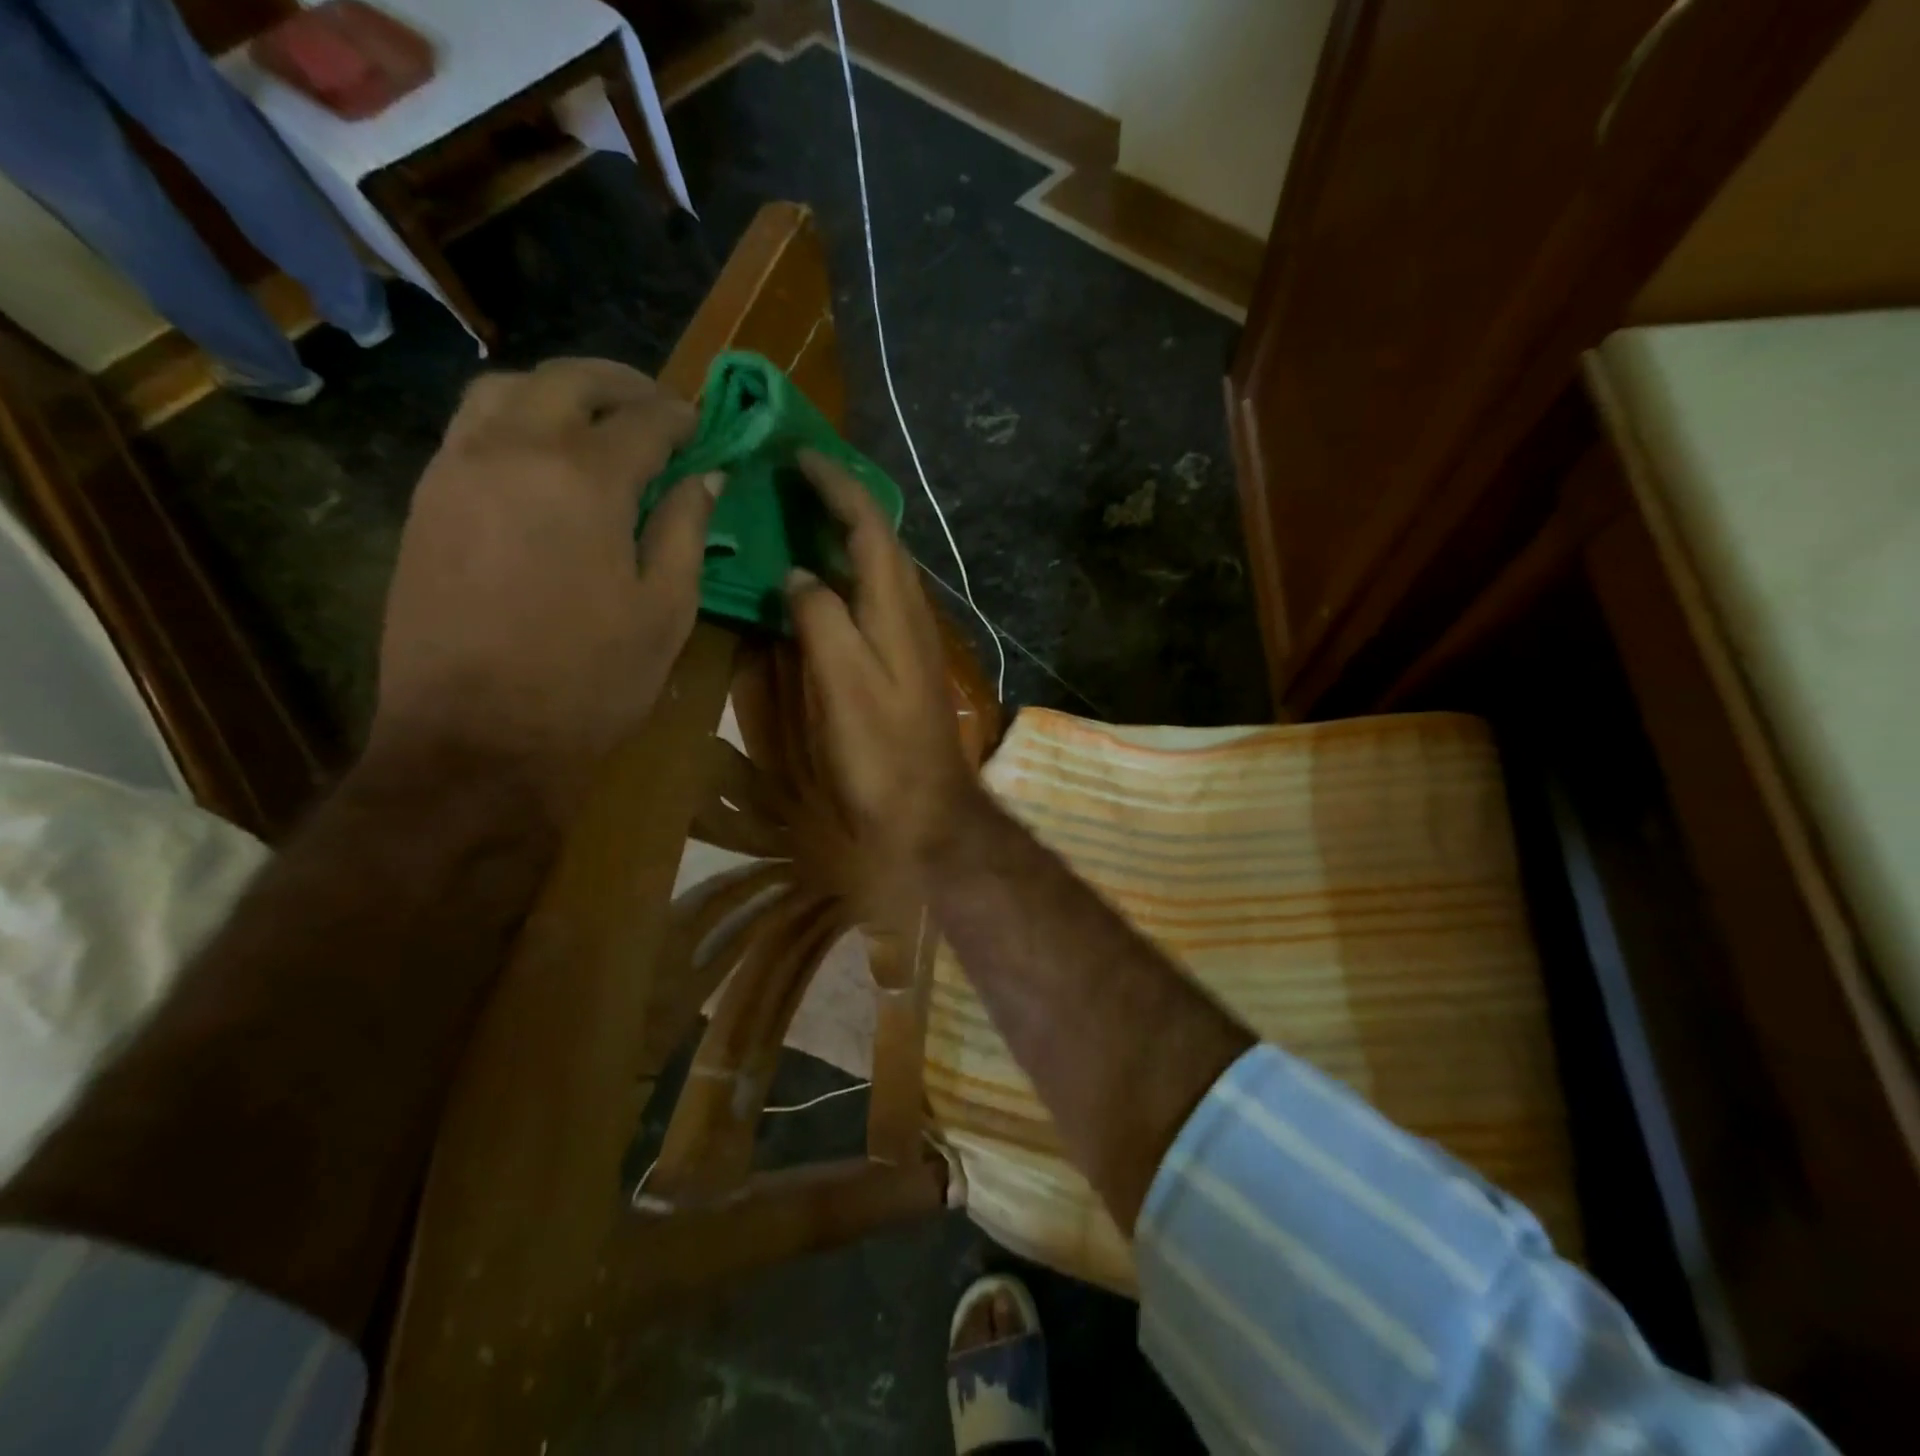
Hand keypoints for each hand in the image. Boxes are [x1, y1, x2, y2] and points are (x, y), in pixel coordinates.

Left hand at [371, 358, 718, 812]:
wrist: (476, 737)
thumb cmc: (591, 680)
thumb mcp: (665, 611)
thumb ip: (686, 531)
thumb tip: (706, 478)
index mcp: (584, 480)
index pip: (643, 421)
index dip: (680, 418)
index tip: (703, 425)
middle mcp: (513, 451)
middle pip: (569, 381)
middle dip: (622, 384)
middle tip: (656, 407)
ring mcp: (457, 470)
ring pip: (506, 390)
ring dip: (560, 391)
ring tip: (596, 421)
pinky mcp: (426, 500)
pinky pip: (471, 428)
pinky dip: (516, 419)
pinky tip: (543, 458)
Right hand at [784, 450, 976, 882]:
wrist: (924, 811)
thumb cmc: (881, 752)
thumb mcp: (844, 682)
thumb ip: (821, 620)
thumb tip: (796, 577)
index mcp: (895, 607)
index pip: (869, 525)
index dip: (836, 486)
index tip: (797, 456)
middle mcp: (907, 611)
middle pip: (877, 539)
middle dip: (839, 500)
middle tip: (790, 477)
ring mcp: (906, 637)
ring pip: (875, 568)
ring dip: (840, 535)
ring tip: (796, 514)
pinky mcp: (899, 661)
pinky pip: (868, 598)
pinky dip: (841, 575)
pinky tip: (815, 582)